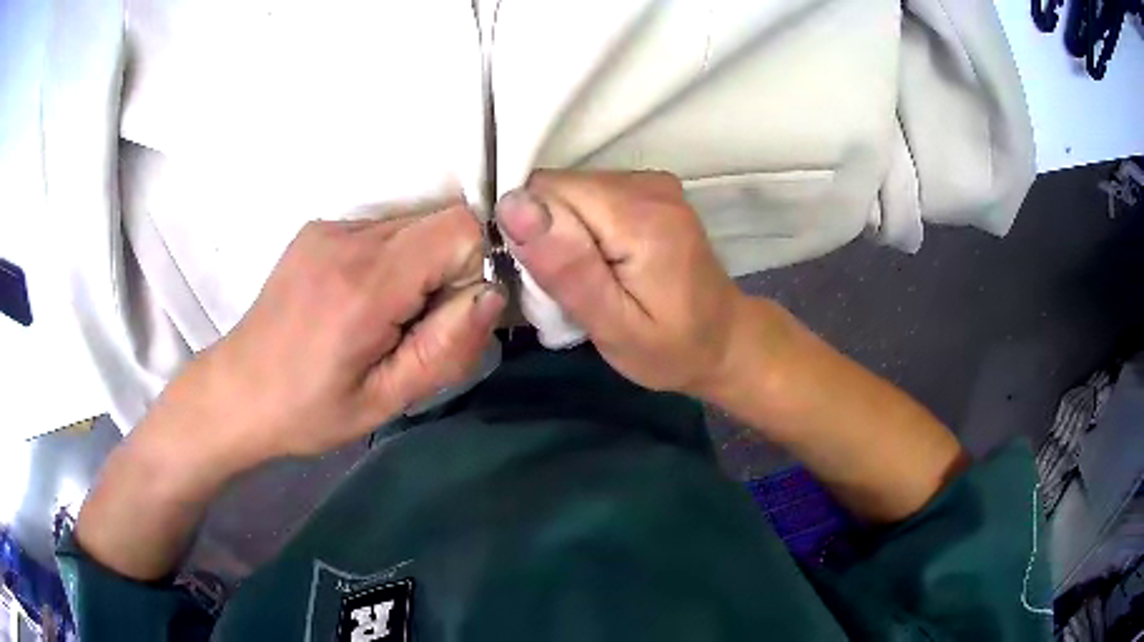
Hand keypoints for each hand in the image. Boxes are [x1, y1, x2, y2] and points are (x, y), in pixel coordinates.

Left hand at [150, 205, 505, 471]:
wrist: (237, 391)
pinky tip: (357, 301)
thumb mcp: (385, 402)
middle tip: (411, 326)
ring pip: (412, 224)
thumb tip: (490, 294)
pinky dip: (390, 259)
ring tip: (379, 318)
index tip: (447, 315)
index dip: (472, 267)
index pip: (460, 227)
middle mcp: (348, 238)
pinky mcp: (318, 228)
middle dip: (446, 270)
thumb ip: (445, 349)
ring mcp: (329, 227)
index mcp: (366, 285)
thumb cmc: (309, 410)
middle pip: (438, 221)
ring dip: (416, 266)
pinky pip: (381, 229)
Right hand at [495, 171, 748, 394]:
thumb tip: (513, 205)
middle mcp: (646, 183)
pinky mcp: (650, 187)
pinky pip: (587, 194)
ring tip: (590, 279)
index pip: (545, 192)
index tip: (551, 282)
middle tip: (573, 289)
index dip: (532, 235)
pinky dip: (581, 226)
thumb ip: (567, 268)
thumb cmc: (671, 348)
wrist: (724, 339)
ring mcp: (651, 181)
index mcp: (639, 215)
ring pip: (567, 190)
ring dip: (562, 233)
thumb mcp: (614, 326)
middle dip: (547, 235)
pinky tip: (603, 261)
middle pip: (555, 187)